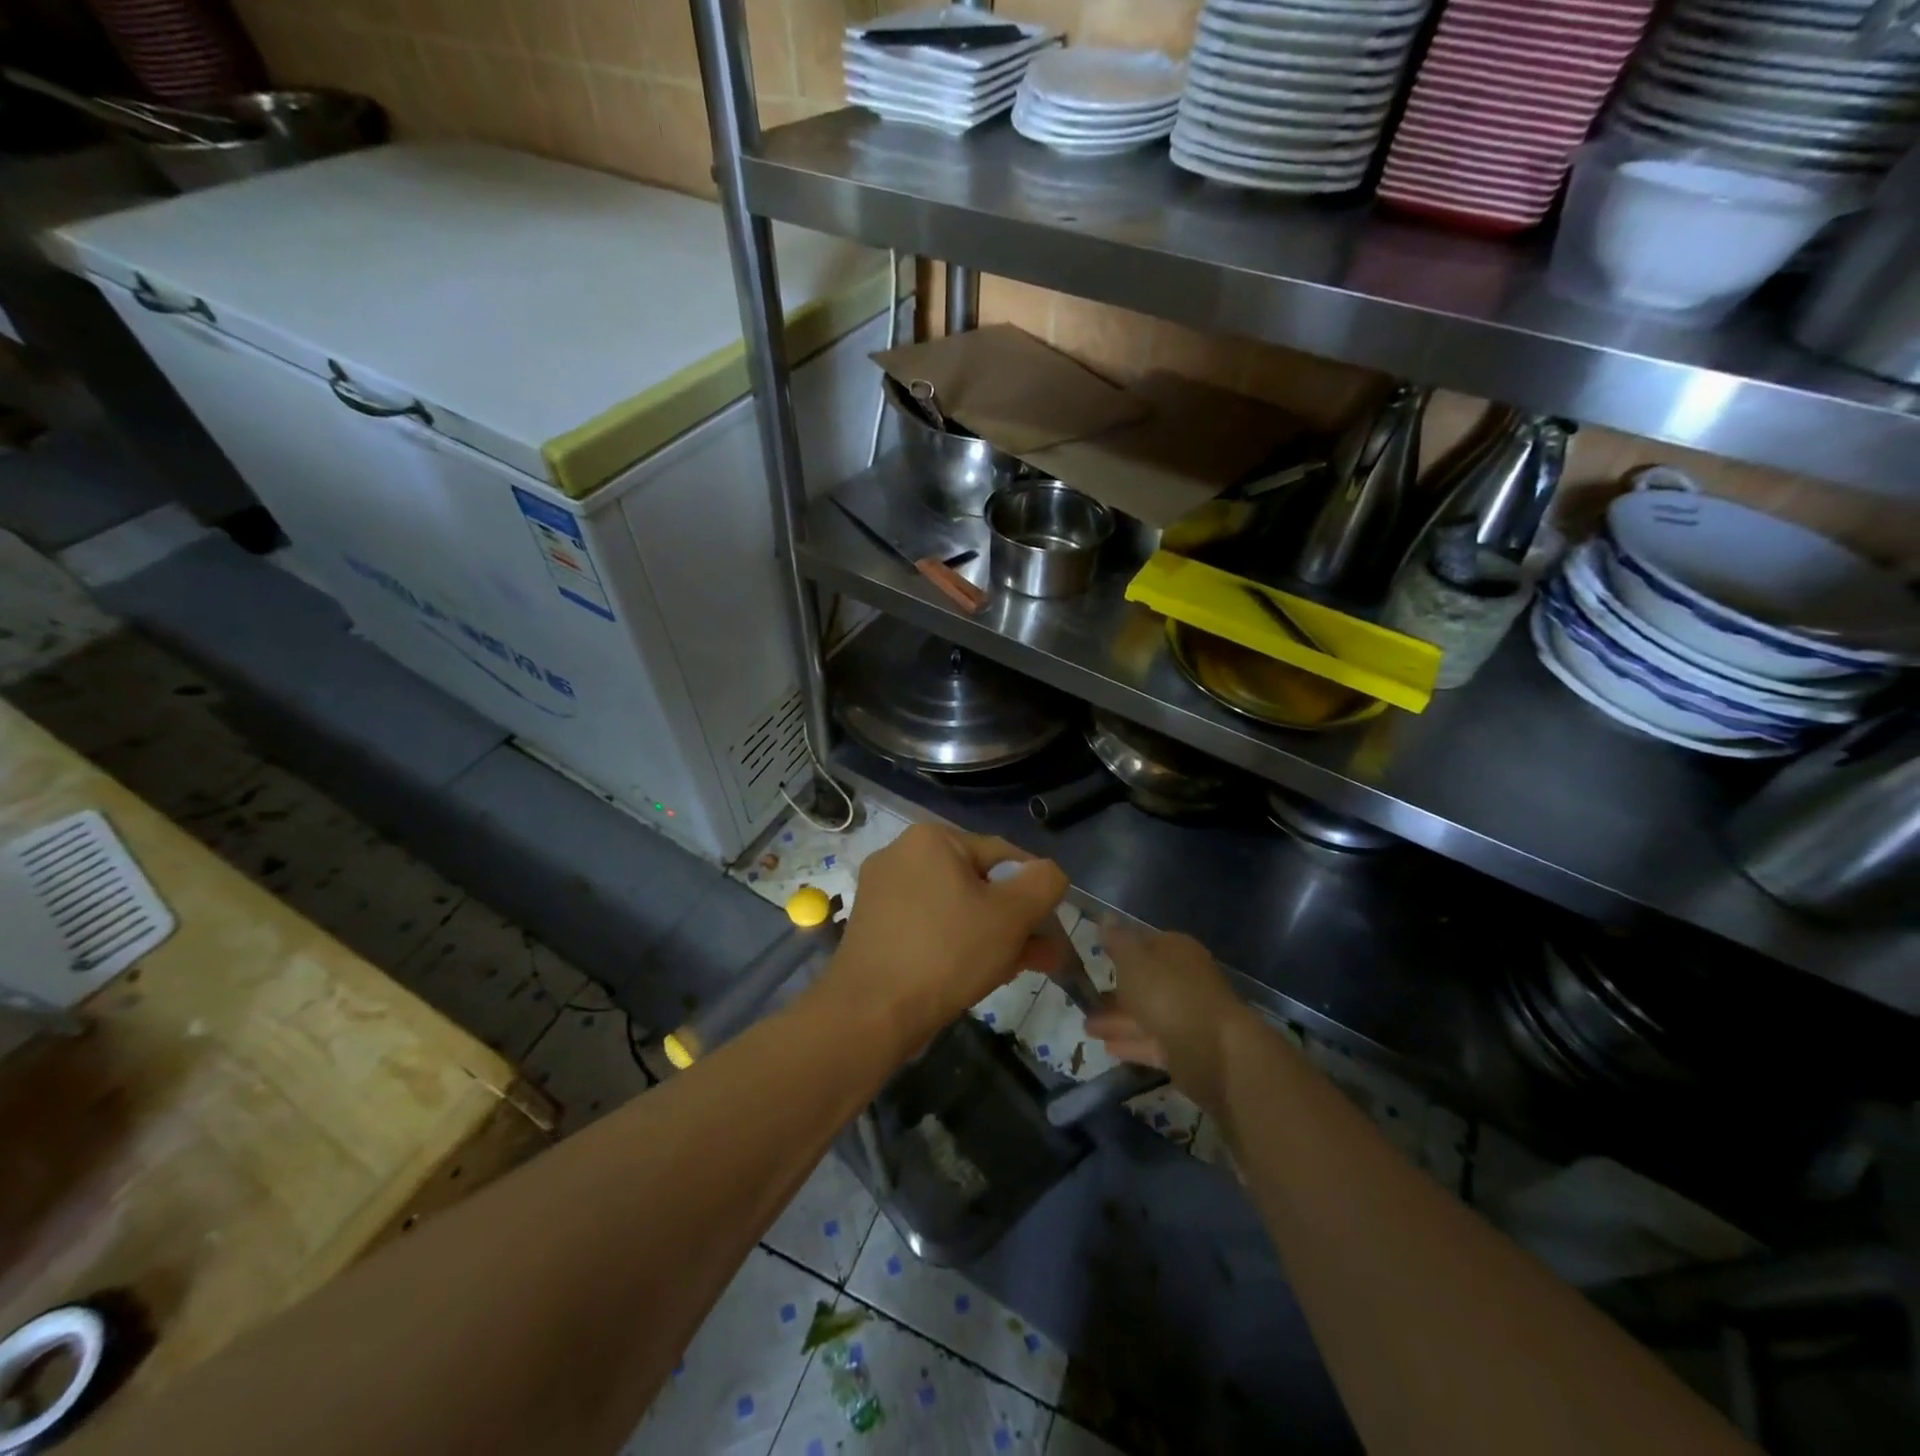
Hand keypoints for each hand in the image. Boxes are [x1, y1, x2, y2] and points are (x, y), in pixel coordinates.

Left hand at [824, 824, 1069, 1044]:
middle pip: (978, 882)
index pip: (1004, 855)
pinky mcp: (873, 927)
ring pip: (955, 908)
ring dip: (990, 935)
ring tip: (1017, 969)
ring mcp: (882, 892)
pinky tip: (978, 974)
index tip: (1051, 929)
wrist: (870, 1013)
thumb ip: (1043, 883)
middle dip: (1014, 920)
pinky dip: (956, 944)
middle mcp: (901, 854)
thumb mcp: (1011, 914)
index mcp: (931, 838)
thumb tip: (1049, 873)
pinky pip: (929, 927)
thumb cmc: (947, 953)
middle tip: (1040, 955)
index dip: (1035, 890)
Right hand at [1085, 922, 1249, 1115]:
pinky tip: (1106, 1047)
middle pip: (1144, 982)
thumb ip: (1117, 940)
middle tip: (1084, 996)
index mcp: (1176, 951)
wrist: (1214, 1051)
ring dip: (1116, 1020)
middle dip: (1115, 990)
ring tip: (1085, 1027)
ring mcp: (1186, 1016)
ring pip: (1145, 1014)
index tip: (1096, 956)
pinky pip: (1151, 1042)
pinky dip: (1130, 1043)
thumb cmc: (1169, 993)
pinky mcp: (1185, 1049)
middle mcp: (1184, 980)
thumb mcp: (1134, 960)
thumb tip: (1106, 916)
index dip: (1120, 948)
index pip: (1146, 943)